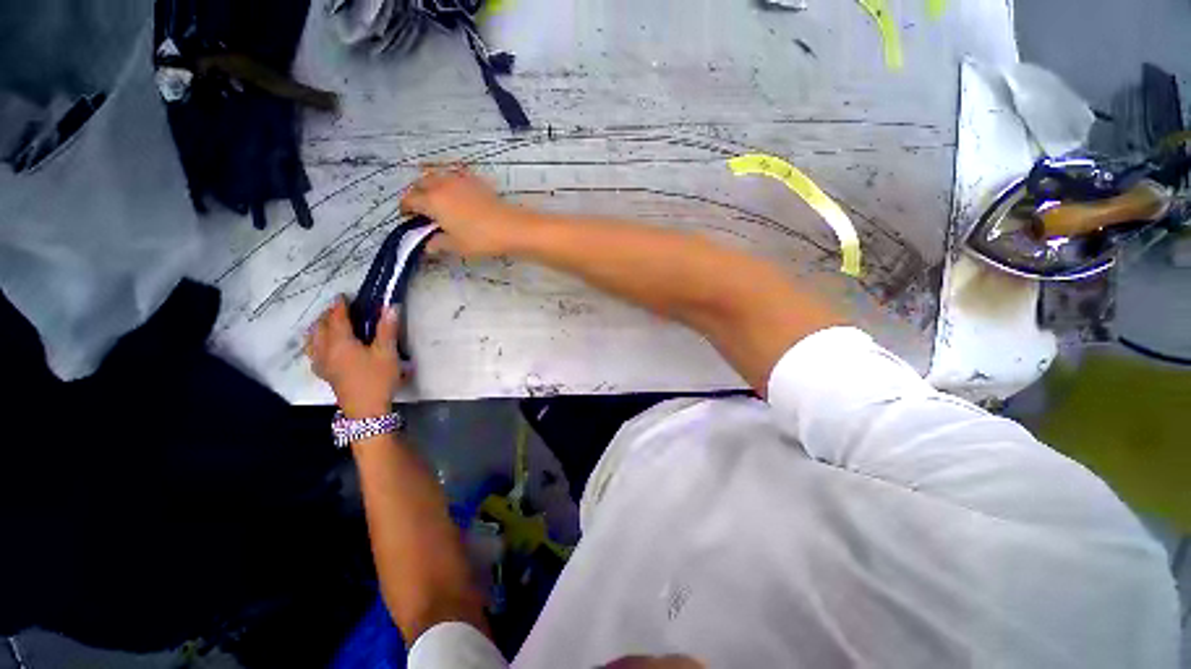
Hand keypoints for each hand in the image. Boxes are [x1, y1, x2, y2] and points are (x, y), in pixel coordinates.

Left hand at [306, 297, 403, 417]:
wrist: (366, 409)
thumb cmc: (378, 379)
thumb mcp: (387, 353)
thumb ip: (387, 329)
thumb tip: (390, 307)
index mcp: (341, 343)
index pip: (336, 319)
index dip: (339, 306)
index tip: (343, 296)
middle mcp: (326, 350)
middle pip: (319, 328)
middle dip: (326, 315)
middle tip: (338, 309)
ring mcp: (322, 363)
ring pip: (312, 340)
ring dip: (317, 328)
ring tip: (326, 323)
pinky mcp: (325, 374)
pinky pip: (313, 353)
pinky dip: (315, 343)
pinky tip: (322, 346)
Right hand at [400, 165, 525, 257]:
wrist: (511, 227)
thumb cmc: (480, 239)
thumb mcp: (455, 246)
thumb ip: (437, 243)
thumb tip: (427, 245)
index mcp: (432, 200)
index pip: (409, 200)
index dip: (405, 210)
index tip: (410, 221)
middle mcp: (441, 184)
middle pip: (420, 183)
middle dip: (416, 194)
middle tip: (423, 211)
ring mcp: (459, 179)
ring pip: (436, 175)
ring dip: (431, 185)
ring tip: (438, 201)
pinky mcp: (475, 180)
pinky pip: (455, 175)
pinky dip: (449, 180)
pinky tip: (456, 192)